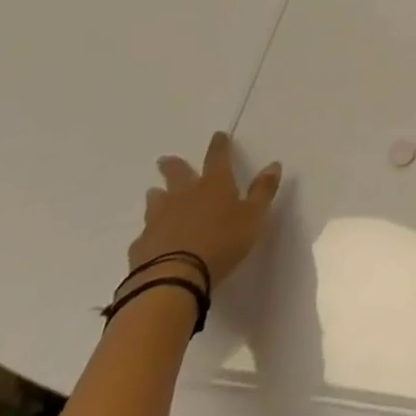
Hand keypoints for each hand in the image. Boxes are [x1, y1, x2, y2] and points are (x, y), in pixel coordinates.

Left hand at [127, 131, 281, 288]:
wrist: (173, 280)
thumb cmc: (222, 243)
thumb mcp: (254, 217)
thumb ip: (263, 191)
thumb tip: (274, 164)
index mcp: (214, 185)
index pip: (218, 157)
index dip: (219, 145)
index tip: (218, 135)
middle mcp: (184, 196)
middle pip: (178, 174)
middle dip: (174, 165)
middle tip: (164, 159)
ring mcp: (159, 220)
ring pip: (156, 201)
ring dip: (157, 195)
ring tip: (154, 192)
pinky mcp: (142, 246)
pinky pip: (145, 234)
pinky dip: (150, 232)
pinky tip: (150, 238)